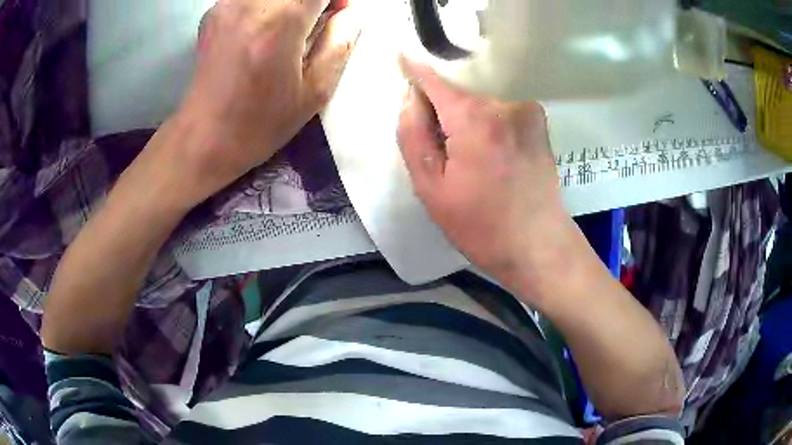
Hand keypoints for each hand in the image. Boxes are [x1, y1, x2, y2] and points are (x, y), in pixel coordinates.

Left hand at [171, 0, 359, 204]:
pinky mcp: (213, 11)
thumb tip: (349, 12)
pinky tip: (262, 28)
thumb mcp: (315, 91)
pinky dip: (265, 5)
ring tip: (288, 26)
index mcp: (281, 20)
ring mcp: (226, 3)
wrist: (204, 137)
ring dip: (288, 2)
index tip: (337, 13)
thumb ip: (340, 42)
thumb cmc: (261, 121)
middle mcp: (251, 2)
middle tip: (316, 19)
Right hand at [397, 58, 575, 290]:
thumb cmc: (481, 226)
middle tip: (439, 146)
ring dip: (465, 118)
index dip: (415, 69)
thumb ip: (413, 136)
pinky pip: (501, 110)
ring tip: (469, 157)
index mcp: (474, 119)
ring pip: (480, 102)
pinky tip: (491, 155)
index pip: (435, 80)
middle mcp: (504, 104)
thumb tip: (411, 98)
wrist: (539, 246)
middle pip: (458, 92)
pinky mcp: (539, 123)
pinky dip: (487, 122)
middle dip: (441, 109)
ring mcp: (527, 111)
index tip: (401, 55)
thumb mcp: (432, 189)